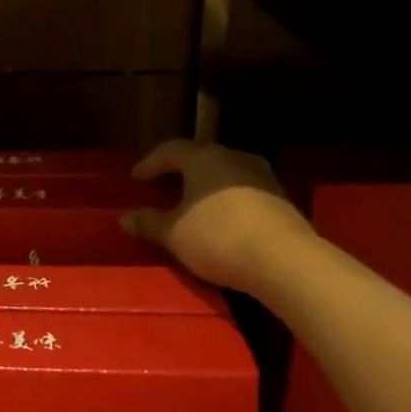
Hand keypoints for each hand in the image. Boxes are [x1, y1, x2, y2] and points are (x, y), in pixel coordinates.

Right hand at [121, 138, 312, 292]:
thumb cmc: (218, 237)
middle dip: (180, 172)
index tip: (136, 178)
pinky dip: (228, 201)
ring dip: (207, 186)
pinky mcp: (282, 199)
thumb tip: (125, 218)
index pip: (170, 150)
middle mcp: (233, 158)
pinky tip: (222, 220)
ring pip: (225, 174)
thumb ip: (148, 223)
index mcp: (202, 158)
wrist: (286, 261)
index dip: (150, 163)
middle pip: (200, 158)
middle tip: (163, 188)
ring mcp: (262, 177)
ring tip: (192, 205)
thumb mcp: (173, 233)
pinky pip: (245, 192)